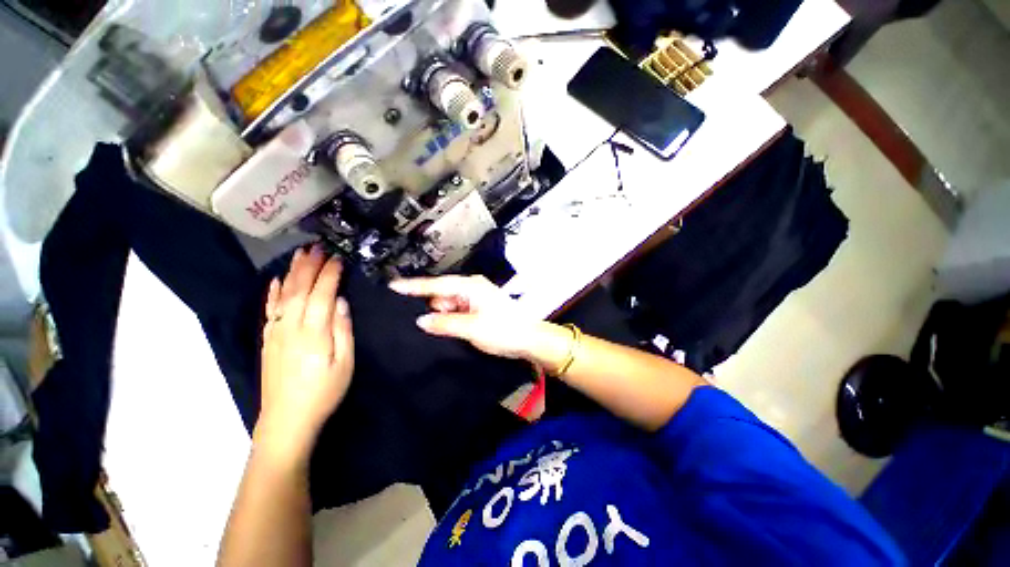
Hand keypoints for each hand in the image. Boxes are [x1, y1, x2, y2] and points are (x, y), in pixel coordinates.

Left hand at [258, 245, 353, 456]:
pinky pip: (270, 309)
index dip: (330, 274)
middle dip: (310, 266)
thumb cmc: (324, 391)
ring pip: (283, 295)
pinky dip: (274, 292)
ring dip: (292, 272)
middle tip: (318, 247)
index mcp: (313, 332)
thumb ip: (342, 330)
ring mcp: (275, 332)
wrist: (286, 419)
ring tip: (300, 255)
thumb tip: (339, 301)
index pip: (321, 294)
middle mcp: (290, 327)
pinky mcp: (268, 339)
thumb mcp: (344, 363)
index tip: (338, 259)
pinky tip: (278, 280)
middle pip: (300, 289)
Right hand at [389, 275, 541, 359]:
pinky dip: (449, 321)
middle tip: (416, 322)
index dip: (414, 286)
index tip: (393, 286)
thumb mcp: (472, 328)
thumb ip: (445, 323)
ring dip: (441, 317)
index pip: (437, 284)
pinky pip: (456, 313)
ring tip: (435, 330)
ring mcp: (475, 300)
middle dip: (429, 308)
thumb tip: (421, 320)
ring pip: (448, 306)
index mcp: (470, 287)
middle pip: (441, 295)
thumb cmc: (505, 330)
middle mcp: (472, 289)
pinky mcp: (478, 310)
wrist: (530, 340)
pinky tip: (444, 330)